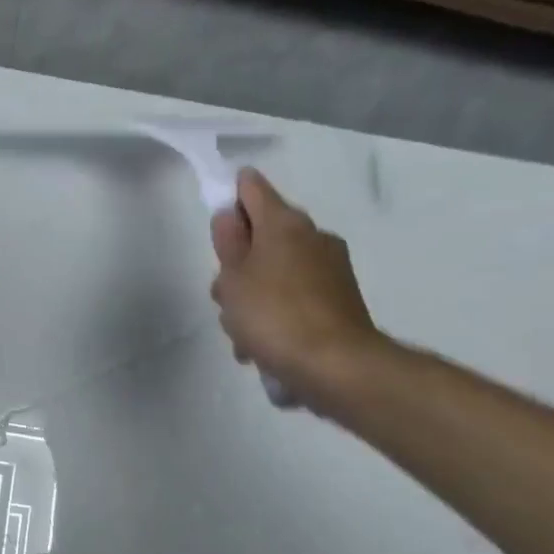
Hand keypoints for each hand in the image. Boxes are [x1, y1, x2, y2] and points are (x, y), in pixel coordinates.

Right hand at [209, 170, 383, 405]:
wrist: (334, 365)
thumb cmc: (272, 315)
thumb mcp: (233, 278)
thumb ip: (228, 243)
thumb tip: (229, 215)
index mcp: (284, 224)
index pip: (252, 189)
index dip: (230, 196)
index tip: (216, 223)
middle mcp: (312, 237)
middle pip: (262, 239)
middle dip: (238, 265)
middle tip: (225, 297)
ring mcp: (330, 269)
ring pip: (275, 273)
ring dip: (253, 298)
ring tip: (242, 335)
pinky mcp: (338, 300)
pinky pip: (293, 298)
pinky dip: (275, 315)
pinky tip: (263, 347)